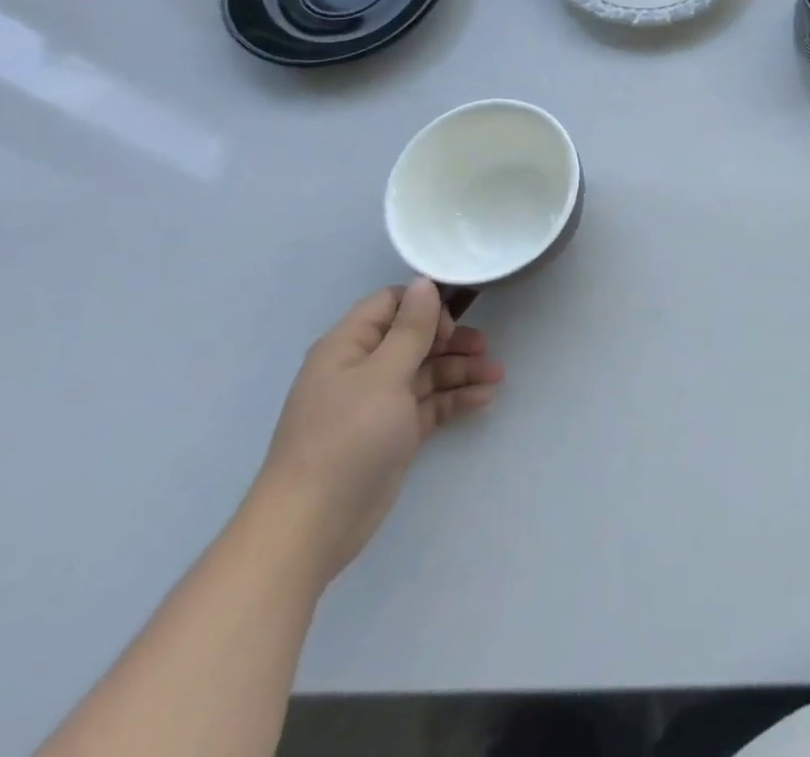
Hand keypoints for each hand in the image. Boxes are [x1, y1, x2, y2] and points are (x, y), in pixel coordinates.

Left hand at [254, 277, 504, 584]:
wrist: (312, 526)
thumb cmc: (345, 438)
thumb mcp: (383, 375)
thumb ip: (410, 328)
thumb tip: (425, 283)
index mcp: (349, 346)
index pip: (391, 305)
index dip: (424, 306)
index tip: (451, 323)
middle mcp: (364, 369)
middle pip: (415, 338)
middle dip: (453, 339)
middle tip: (483, 347)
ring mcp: (380, 403)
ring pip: (428, 371)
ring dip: (462, 369)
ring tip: (497, 374)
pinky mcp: (395, 432)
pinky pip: (431, 403)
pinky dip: (456, 398)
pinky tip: (484, 398)